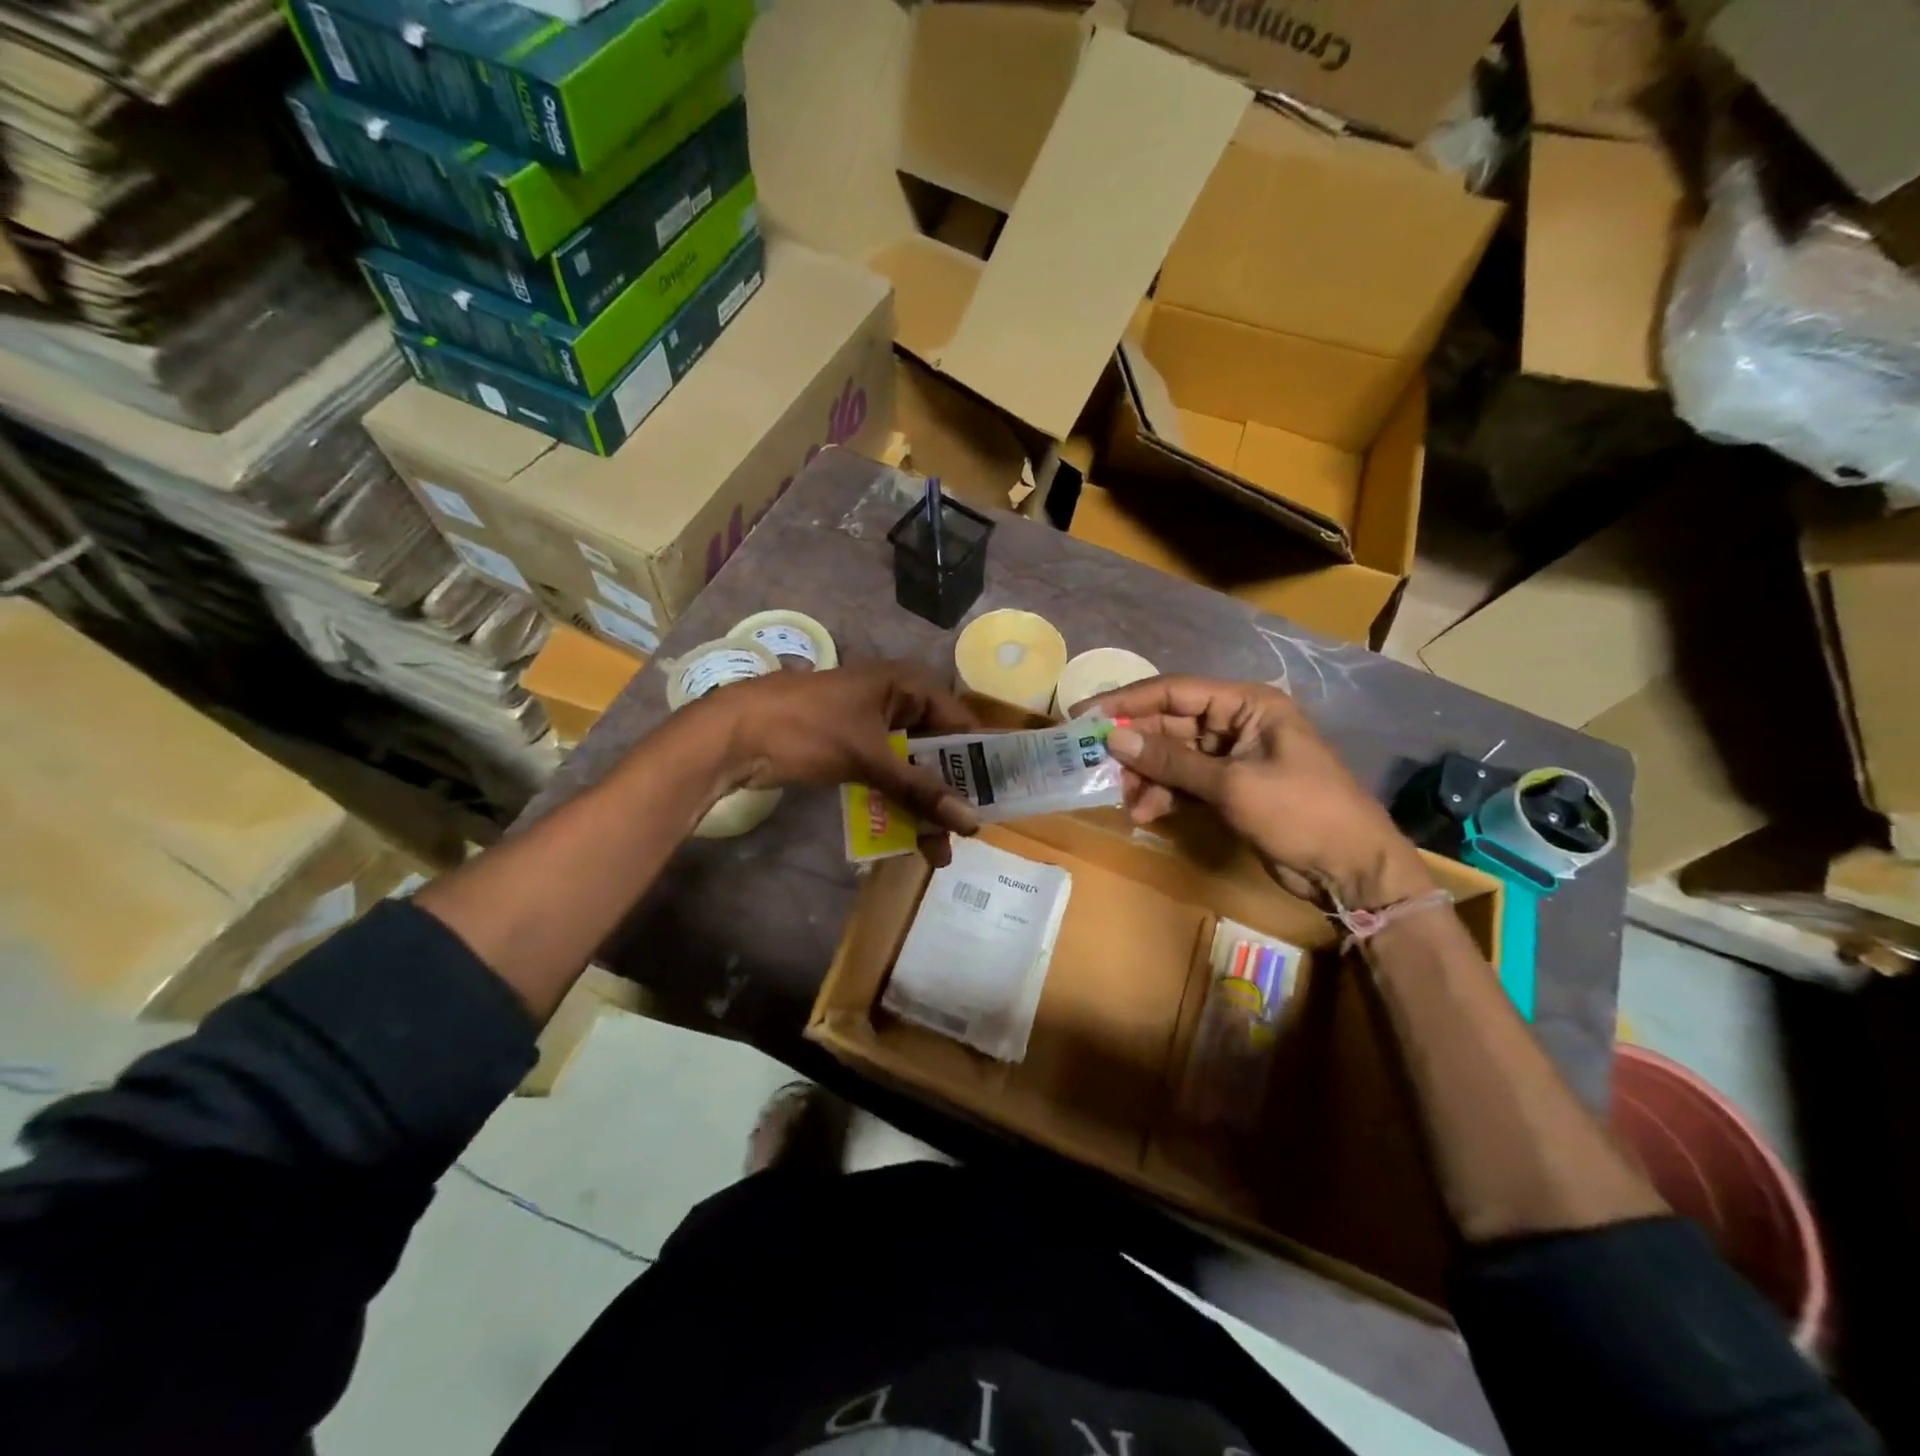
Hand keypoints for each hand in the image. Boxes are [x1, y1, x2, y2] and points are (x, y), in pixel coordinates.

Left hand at [695, 660, 982, 849]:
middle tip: (964, 835)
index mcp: (908, 684)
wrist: (733, 733)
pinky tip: (908, 835)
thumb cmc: (808, 728)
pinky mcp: (853, 748)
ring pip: (913, 766)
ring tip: (937, 850)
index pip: (961, 723)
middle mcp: (897, 699)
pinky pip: (888, 775)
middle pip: (938, 749)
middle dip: (949, 793)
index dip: (977, 763)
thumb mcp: (870, 758)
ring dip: (924, 805)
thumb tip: (970, 823)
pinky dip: (898, 801)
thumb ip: (920, 790)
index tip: (994, 803)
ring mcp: (873, 724)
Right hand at [1082, 676, 1431, 908]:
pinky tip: (1146, 813)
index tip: (1085, 714)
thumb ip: (1171, 761)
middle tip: (1094, 764)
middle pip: (1170, 724)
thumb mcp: (1232, 785)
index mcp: (1247, 704)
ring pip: (1172, 755)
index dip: (1127, 701)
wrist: (1351, 869)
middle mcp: (1236, 722)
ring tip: (1126, 801)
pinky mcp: (1229, 787)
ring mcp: (1232, 756)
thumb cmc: (1301, 813)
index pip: (1174, 690)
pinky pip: (1184, 781)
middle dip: (1135, 747)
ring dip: (1147, 776)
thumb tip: (1113, 739)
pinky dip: (1164, 794)